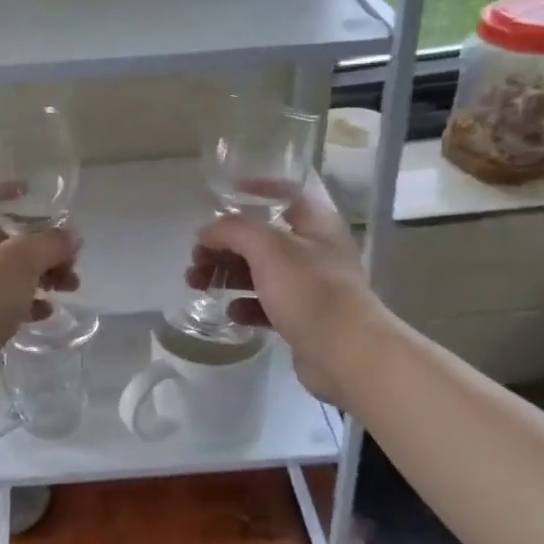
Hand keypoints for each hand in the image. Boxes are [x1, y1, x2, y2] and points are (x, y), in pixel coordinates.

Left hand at [0, 187, 79, 404]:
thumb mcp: (23, 259)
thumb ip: (51, 243)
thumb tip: (72, 236)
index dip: (8, 191)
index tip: (37, 195)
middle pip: (4, 237)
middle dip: (41, 246)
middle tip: (70, 258)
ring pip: (8, 271)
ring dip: (41, 275)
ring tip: (70, 287)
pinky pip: (4, 301)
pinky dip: (27, 302)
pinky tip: (47, 312)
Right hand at [184, 173, 390, 405]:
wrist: (346, 353)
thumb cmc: (310, 290)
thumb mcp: (269, 249)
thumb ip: (234, 231)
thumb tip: (207, 232)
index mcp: (315, 225)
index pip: (286, 194)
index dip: (256, 190)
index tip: (223, 197)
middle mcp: (314, 251)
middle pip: (262, 238)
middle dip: (225, 245)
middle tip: (196, 257)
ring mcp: (310, 287)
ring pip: (260, 273)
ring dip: (227, 275)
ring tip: (197, 284)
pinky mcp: (302, 319)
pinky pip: (267, 305)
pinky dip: (246, 305)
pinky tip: (231, 312)